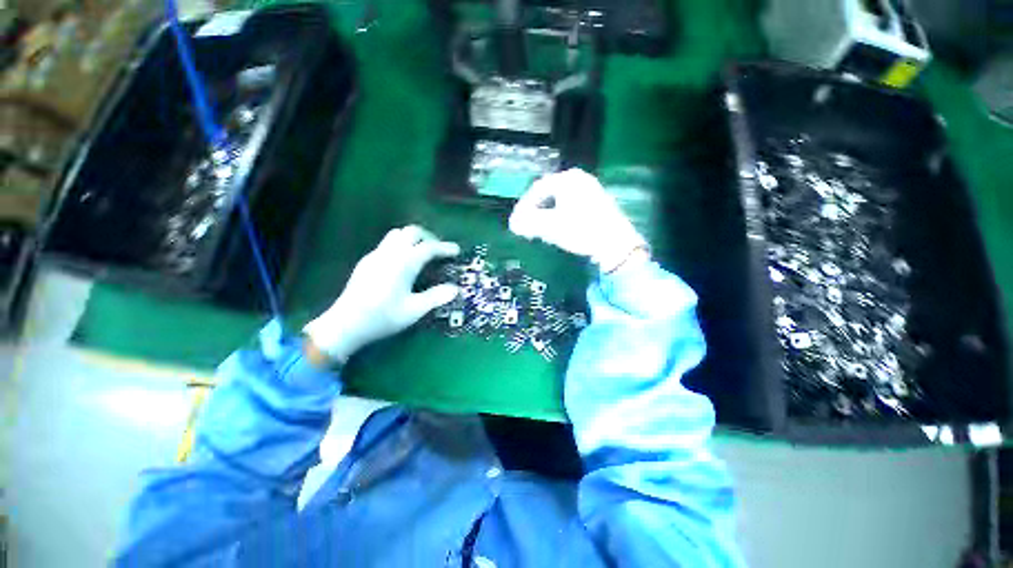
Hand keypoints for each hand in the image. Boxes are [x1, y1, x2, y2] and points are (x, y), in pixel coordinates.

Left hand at [304, 226, 460, 364]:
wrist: (345, 324)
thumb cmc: (383, 317)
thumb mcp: (414, 310)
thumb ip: (436, 297)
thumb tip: (455, 289)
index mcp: (404, 263)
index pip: (429, 247)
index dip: (445, 248)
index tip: (456, 250)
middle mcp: (390, 253)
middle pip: (411, 232)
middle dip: (428, 237)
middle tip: (438, 250)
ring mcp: (376, 255)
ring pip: (397, 234)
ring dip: (413, 238)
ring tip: (422, 253)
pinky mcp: (367, 261)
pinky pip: (387, 243)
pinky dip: (401, 245)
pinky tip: (403, 263)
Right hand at [509, 169, 646, 271]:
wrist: (616, 245)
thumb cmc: (582, 231)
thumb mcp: (551, 227)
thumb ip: (529, 223)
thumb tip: (513, 224)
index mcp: (568, 179)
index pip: (537, 190)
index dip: (523, 207)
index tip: (516, 222)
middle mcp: (580, 179)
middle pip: (548, 194)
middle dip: (535, 211)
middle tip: (527, 226)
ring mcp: (590, 190)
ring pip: (559, 201)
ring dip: (546, 215)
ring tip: (540, 230)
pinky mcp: (597, 203)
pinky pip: (570, 206)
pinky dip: (559, 216)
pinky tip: (558, 230)